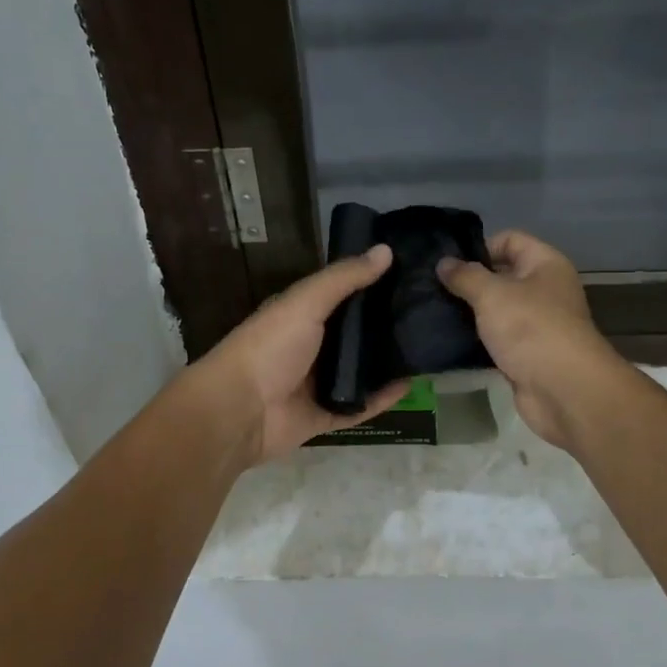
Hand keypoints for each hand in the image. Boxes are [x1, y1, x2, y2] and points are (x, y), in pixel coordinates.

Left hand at [193, 245, 410, 463]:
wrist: (240, 410)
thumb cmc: (269, 347)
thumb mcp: (306, 303)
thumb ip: (344, 278)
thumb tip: (386, 250)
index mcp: (300, 315)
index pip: (340, 294)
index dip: (369, 283)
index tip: (409, 272)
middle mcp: (309, 347)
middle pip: (353, 334)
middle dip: (384, 324)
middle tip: (427, 311)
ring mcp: (317, 384)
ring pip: (359, 371)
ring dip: (387, 362)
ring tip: (427, 346)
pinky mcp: (325, 416)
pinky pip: (360, 406)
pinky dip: (383, 399)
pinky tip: (411, 385)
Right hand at [437, 230, 627, 448]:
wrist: (564, 390)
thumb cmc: (530, 329)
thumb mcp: (492, 294)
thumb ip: (465, 276)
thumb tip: (444, 263)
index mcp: (545, 264)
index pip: (510, 240)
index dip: (479, 246)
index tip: (448, 264)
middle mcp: (545, 290)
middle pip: (502, 275)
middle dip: (470, 281)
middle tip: (433, 288)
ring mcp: (537, 324)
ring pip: (498, 310)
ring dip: (471, 313)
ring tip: (435, 313)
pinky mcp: (527, 354)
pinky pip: (497, 339)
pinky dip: (478, 340)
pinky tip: (450, 341)